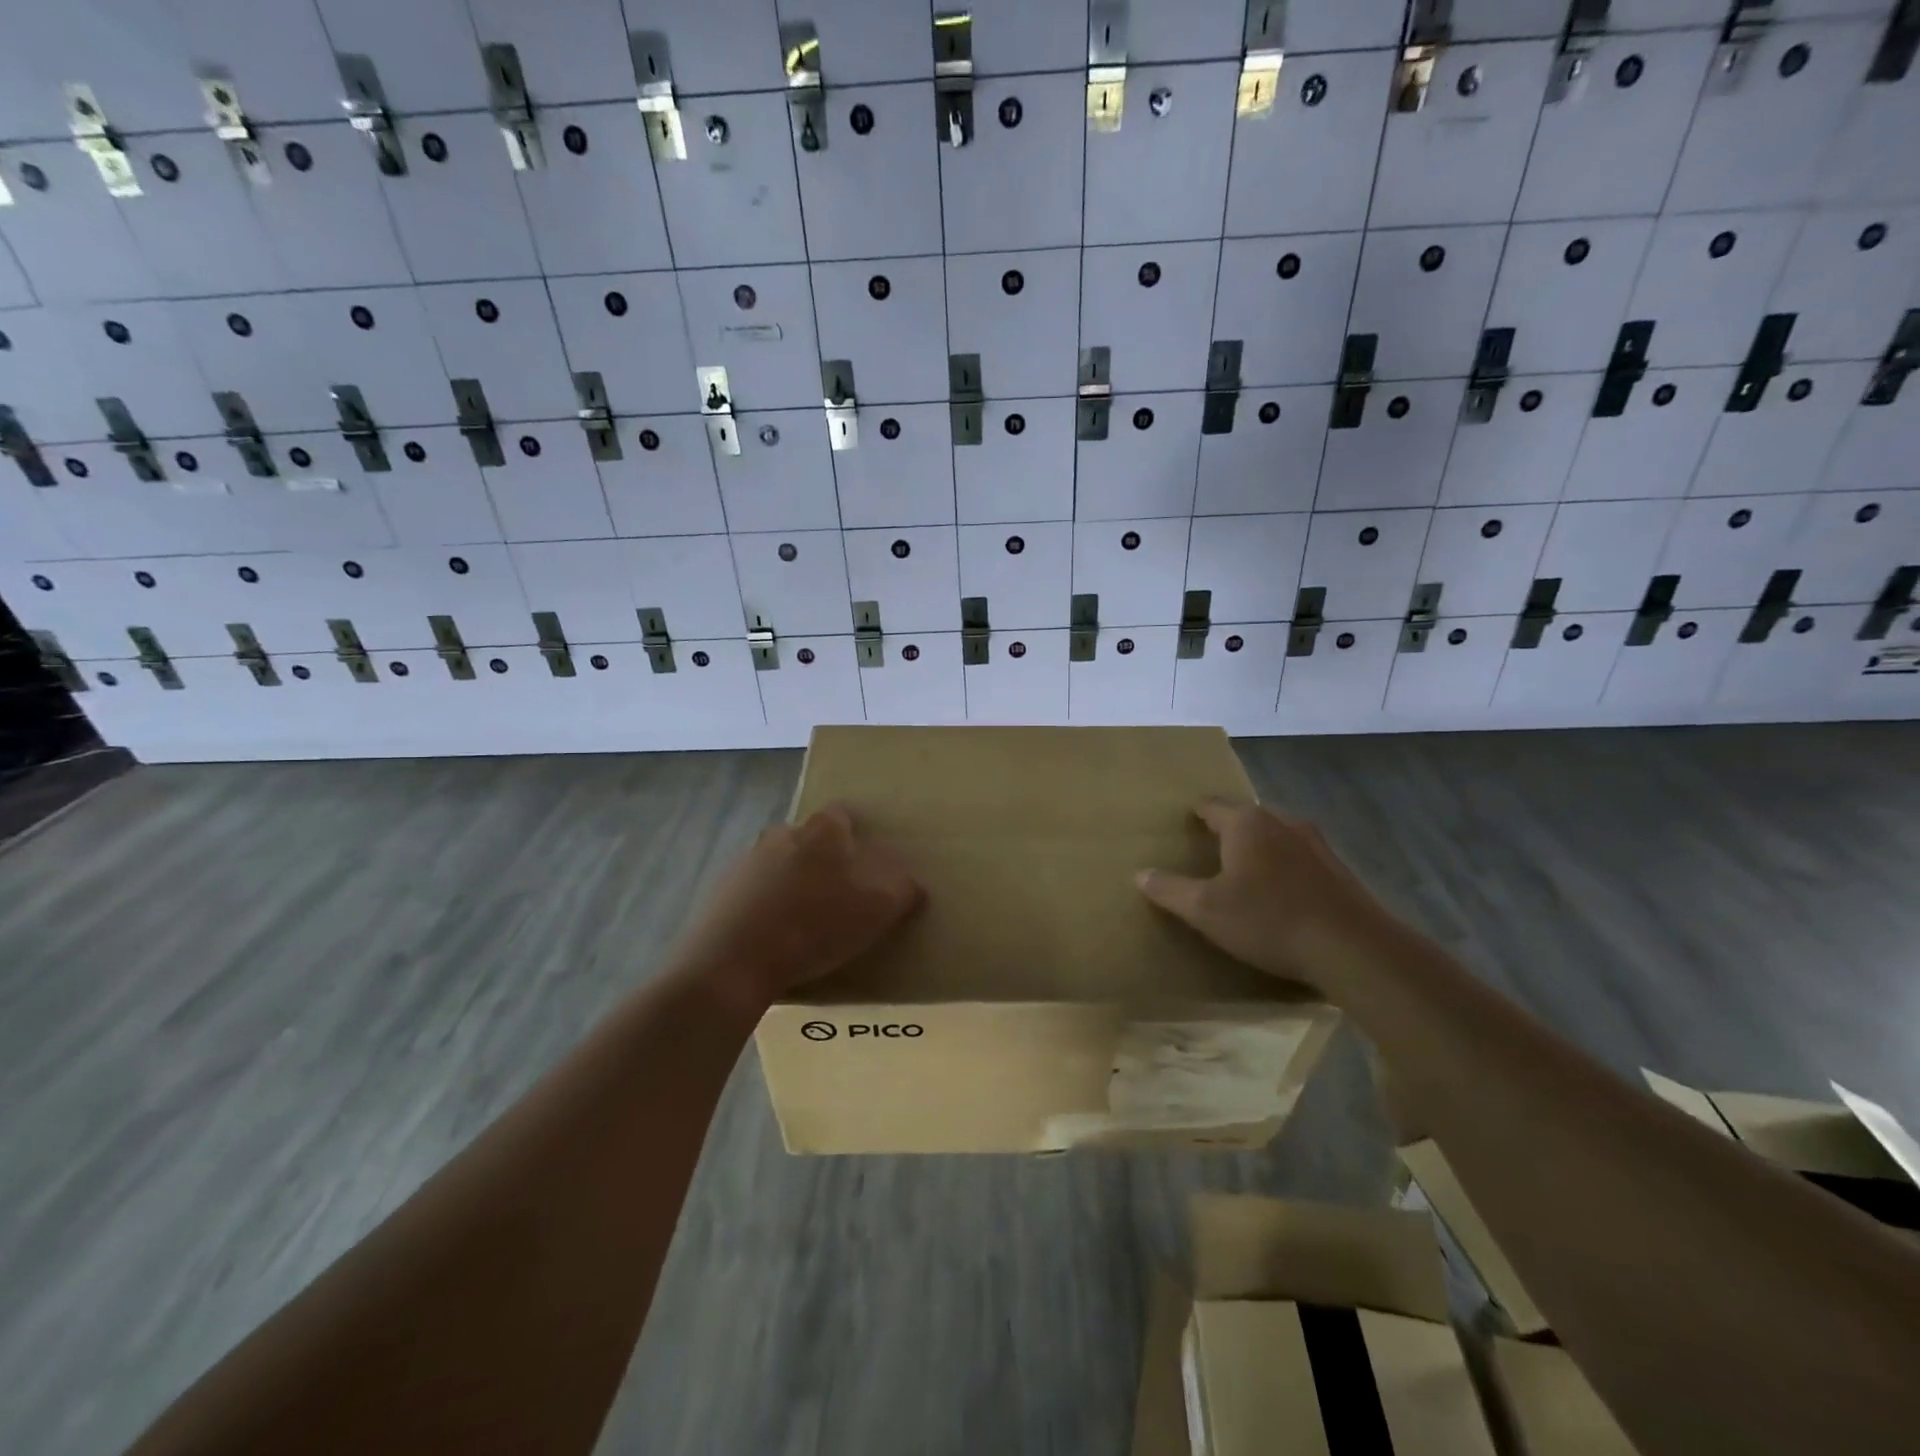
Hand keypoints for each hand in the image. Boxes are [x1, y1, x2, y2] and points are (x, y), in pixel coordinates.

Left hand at [669, 802, 923, 1007]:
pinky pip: (754, 891)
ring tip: (806, 924)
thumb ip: (902, 890)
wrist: (733, 963)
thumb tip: (912, 883)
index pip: (843, 815)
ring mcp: (747, 860)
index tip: (865, 867)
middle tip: (840, 898)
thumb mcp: (876, 911)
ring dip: (793, 884)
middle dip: (824, 862)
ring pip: (780, 864)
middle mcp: (782, 833)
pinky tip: (774, 939)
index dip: (856, 837)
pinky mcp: (722, 890)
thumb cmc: (814, 927)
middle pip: (810, 840)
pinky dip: (766, 906)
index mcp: (821, 830)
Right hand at [1135, 799, 1399, 995]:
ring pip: (1277, 836)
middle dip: (1229, 831)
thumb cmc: (1269, 920)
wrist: (1353, 949)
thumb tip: (1141, 874)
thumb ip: (1170, 890)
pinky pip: (1301, 859)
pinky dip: (1286, 868)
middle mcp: (1282, 822)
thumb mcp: (1206, 910)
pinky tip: (1283, 895)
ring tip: (1246, 873)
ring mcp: (1317, 844)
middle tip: (1210, 853)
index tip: (1185, 824)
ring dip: (1260, 849)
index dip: (1195, 814)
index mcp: (1246, 823)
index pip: (1212, 806)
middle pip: (1246, 818)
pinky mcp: (1340, 869)